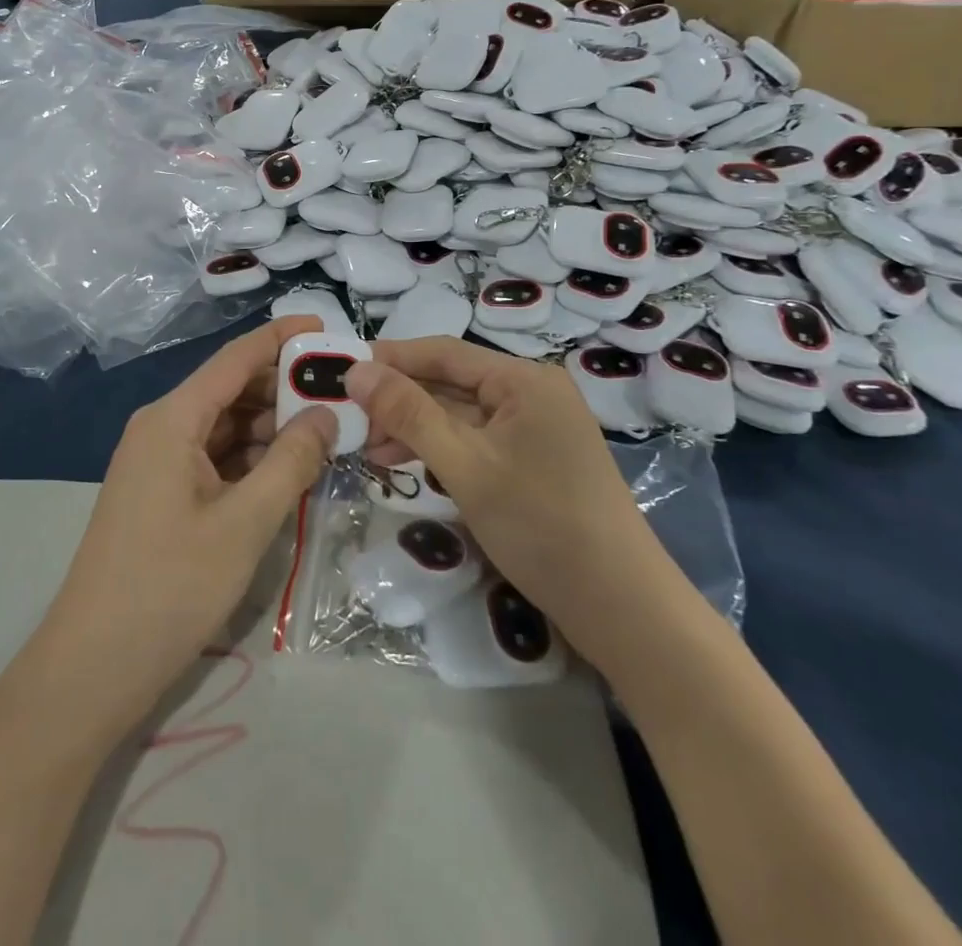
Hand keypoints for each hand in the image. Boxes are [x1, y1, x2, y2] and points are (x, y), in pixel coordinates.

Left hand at [31, 316, 335, 736]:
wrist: (94, 664)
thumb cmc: (171, 585)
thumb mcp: (245, 522)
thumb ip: (290, 461)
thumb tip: (326, 414)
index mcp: (173, 418)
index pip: (235, 358)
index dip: (281, 338)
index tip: (327, 329)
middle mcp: (162, 427)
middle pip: (231, 390)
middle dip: (284, 389)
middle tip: (343, 395)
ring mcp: (159, 462)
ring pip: (225, 426)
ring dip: (272, 427)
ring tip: (329, 432)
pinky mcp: (162, 493)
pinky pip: (214, 458)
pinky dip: (252, 459)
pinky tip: (289, 470)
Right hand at [346, 339, 670, 658]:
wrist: (621, 607)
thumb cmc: (540, 524)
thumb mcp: (464, 465)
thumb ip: (408, 413)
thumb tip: (356, 370)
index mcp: (523, 379)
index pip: (442, 352)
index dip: (389, 358)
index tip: (340, 370)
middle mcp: (531, 393)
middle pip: (450, 383)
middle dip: (398, 400)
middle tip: (346, 418)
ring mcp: (535, 429)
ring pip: (460, 415)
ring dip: (414, 428)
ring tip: (366, 447)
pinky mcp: (533, 461)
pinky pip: (476, 441)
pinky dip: (440, 450)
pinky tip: (406, 464)